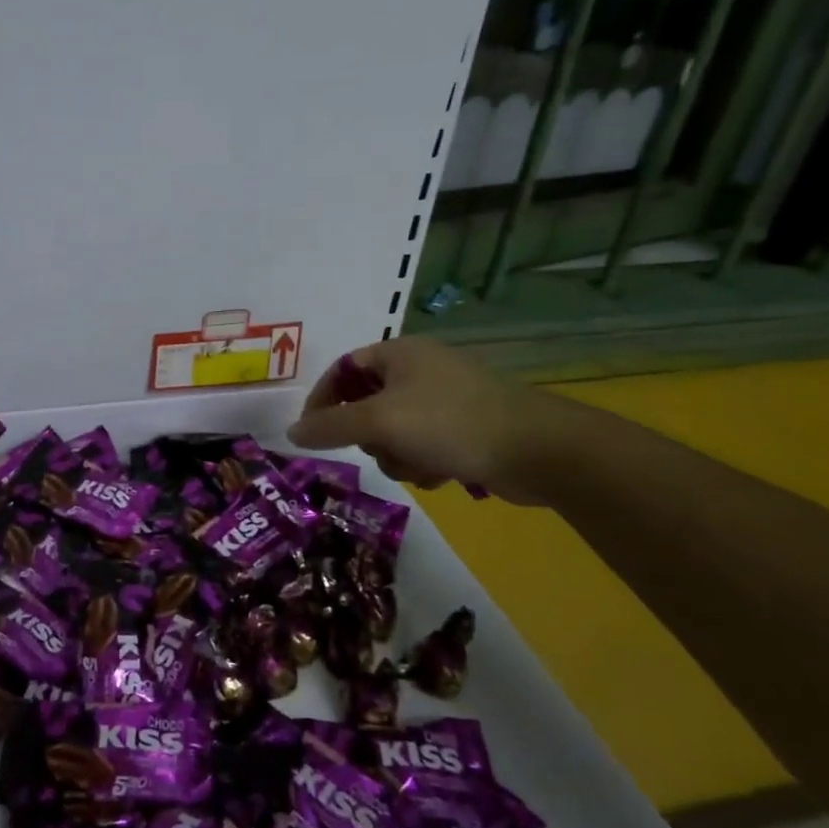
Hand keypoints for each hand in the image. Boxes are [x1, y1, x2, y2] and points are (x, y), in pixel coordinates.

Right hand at [286, 337, 554, 503]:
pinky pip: (423, 446)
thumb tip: (291, 434)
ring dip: (398, 456)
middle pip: (365, 405)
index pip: (342, 369)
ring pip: (393, 432)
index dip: (322, 400)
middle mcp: (420, 370)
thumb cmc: (449, 422)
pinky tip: (443, 474)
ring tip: (422, 466)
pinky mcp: (466, 428)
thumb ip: (329, 427)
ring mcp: (445, 399)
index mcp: (399, 353)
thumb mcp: (379, 422)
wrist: (537, 449)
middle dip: (370, 436)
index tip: (313, 433)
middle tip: (383, 447)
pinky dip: (424, 463)